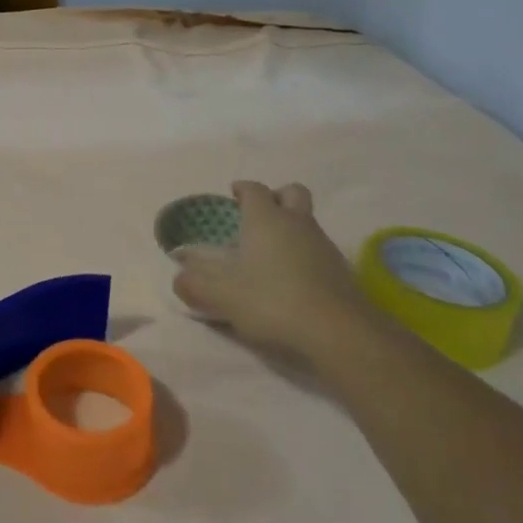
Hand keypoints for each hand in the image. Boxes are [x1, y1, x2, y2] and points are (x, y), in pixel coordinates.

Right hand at [172, 181, 376, 365]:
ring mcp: (324, 246)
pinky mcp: (342, 272)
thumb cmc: (272, 302)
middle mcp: (297, 223)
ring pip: (308, 222)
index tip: (234, 195)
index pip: (254, 189)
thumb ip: (195, 284)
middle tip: (260, 216)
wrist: (339, 334)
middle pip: (292, 193)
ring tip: (273, 257)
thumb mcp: (221, 296)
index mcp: (266, 219)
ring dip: (293, 229)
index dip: (243, 189)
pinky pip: (320, 251)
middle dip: (276, 197)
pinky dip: (307, 257)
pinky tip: (295, 282)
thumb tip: (179, 278)